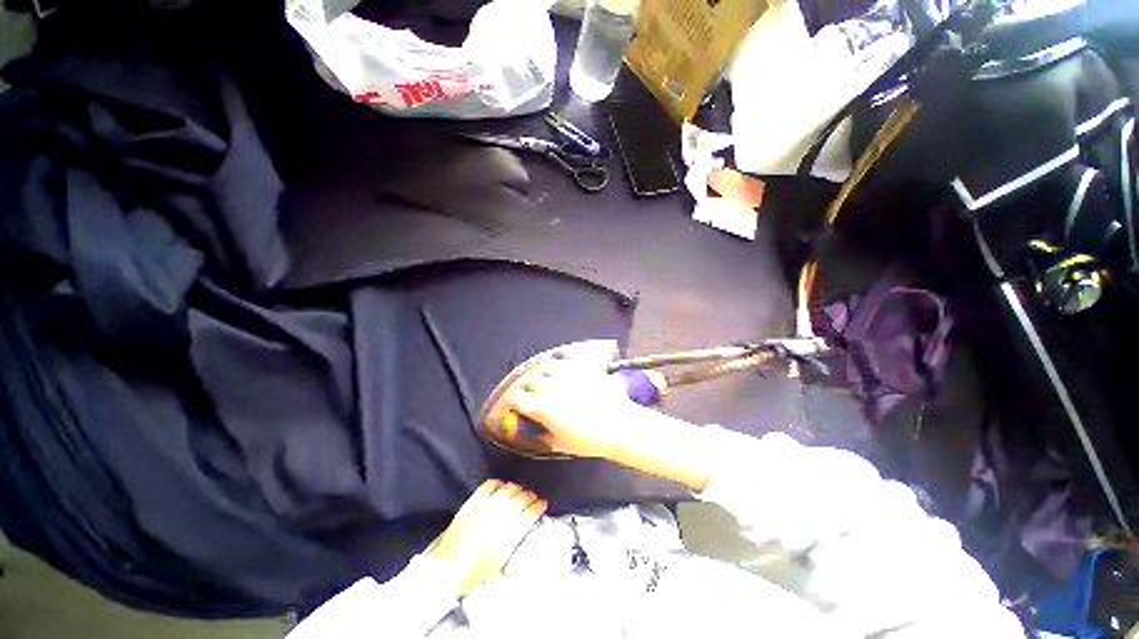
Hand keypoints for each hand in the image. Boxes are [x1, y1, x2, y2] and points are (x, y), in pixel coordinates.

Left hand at [429, 480, 546, 597]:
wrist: (447, 571)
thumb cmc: (474, 573)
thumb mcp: (501, 562)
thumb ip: (515, 541)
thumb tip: (526, 527)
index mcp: (508, 536)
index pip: (530, 513)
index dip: (539, 506)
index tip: (542, 504)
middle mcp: (498, 519)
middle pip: (521, 498)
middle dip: (530, 495)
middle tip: (532, 497)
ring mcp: (485, 509)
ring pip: (508, 489)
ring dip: (516, 488)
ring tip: (518, 490)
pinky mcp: (472, 503)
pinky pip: (489, 485)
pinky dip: (498, 483)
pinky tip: (501, 485)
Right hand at [504, 351, 645, 457]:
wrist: (618, 425)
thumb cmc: (588, 440)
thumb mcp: (560, 444)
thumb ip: (542, 434)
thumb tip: (533, 430)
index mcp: (541, 407)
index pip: (516, 398)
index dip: (512, 401)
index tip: (515, 405)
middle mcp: (549, 387)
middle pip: (527, 380)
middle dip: (525, 386)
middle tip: (529, 392)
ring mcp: (565, 374)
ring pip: (545, 366)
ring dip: (541, 372)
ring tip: (545, 377)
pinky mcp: (581, 367)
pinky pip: (566, 357)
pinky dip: (560, 359)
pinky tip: (561, 362)